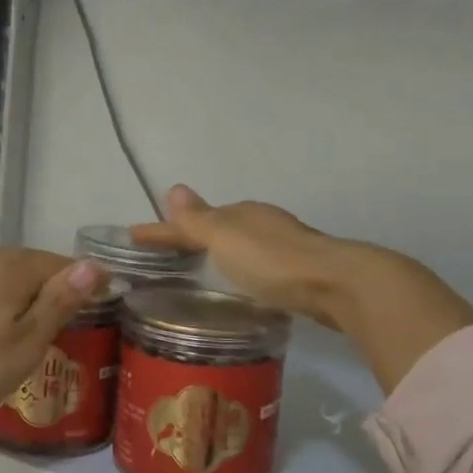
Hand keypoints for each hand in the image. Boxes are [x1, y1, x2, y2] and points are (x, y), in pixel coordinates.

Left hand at [0, 239, 102, 423]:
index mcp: (12, 273)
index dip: (81, 276)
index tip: (103, 288)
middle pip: (22, 260)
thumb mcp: (25, 345)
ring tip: (19, 281)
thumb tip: (93, 264)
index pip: (56, 265)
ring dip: (6, 267)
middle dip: (45, 273)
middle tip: (63, 294)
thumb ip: (59, 302)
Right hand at [132, 185, 472, 391]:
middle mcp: (263, 223)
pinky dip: (242, 267)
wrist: (338, 284)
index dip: (162, 229)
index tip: (134, 236)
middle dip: (193, 234)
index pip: (191, 220)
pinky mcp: (301, 271)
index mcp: (241, 213)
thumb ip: (198, 221)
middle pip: (219, 226)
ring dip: (220, 251)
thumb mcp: (226, 239)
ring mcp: (285, 246)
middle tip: (167, 251)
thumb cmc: (272, 261)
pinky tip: (244, 282)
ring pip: (242, 243)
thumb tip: (174, 188)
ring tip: (200, 267)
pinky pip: (258, 263)